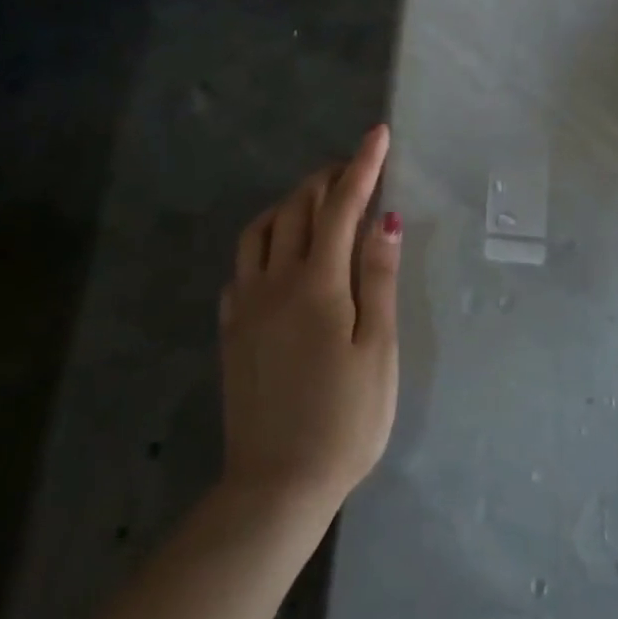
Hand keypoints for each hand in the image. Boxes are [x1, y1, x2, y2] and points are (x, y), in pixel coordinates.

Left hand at [219, 125, 400, 515]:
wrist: (277, 484)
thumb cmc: (345, 419)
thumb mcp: (378, 349)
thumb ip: (379, 279)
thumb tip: (385, 220)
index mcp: (318, 284)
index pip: (340, 206)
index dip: (362, 166)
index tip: (377, 134)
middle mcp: (274, 282)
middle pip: (297, 208)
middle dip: (327, 178)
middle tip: (355, 169)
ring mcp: (246, 305)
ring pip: (260, 230)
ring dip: (290, 203)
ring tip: (318, 203)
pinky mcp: (232, 330)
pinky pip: (242, 265)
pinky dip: (264, 242)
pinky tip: (280, 255)